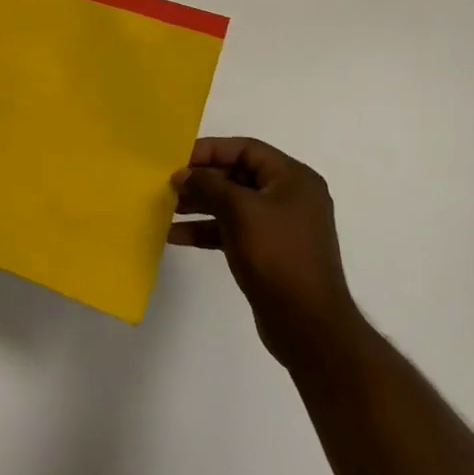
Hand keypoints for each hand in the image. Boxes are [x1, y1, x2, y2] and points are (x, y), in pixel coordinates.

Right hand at [170, 137, 363, 368]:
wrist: (308, 325)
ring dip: (198, 205)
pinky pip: (232, 230)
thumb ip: (208, 185)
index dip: (210, 150)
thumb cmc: (277, 255)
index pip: (245, 149)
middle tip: (167, 185)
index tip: (177, 159)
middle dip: (201, 180)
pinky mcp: (268, 252)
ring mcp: (279, 226)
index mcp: (293, 179)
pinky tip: (176, 236)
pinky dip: (206, 230)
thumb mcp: (239, 211)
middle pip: (237, 176)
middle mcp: (289, 197)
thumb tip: (183, 175)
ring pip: (231, 205)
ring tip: (166, 209)